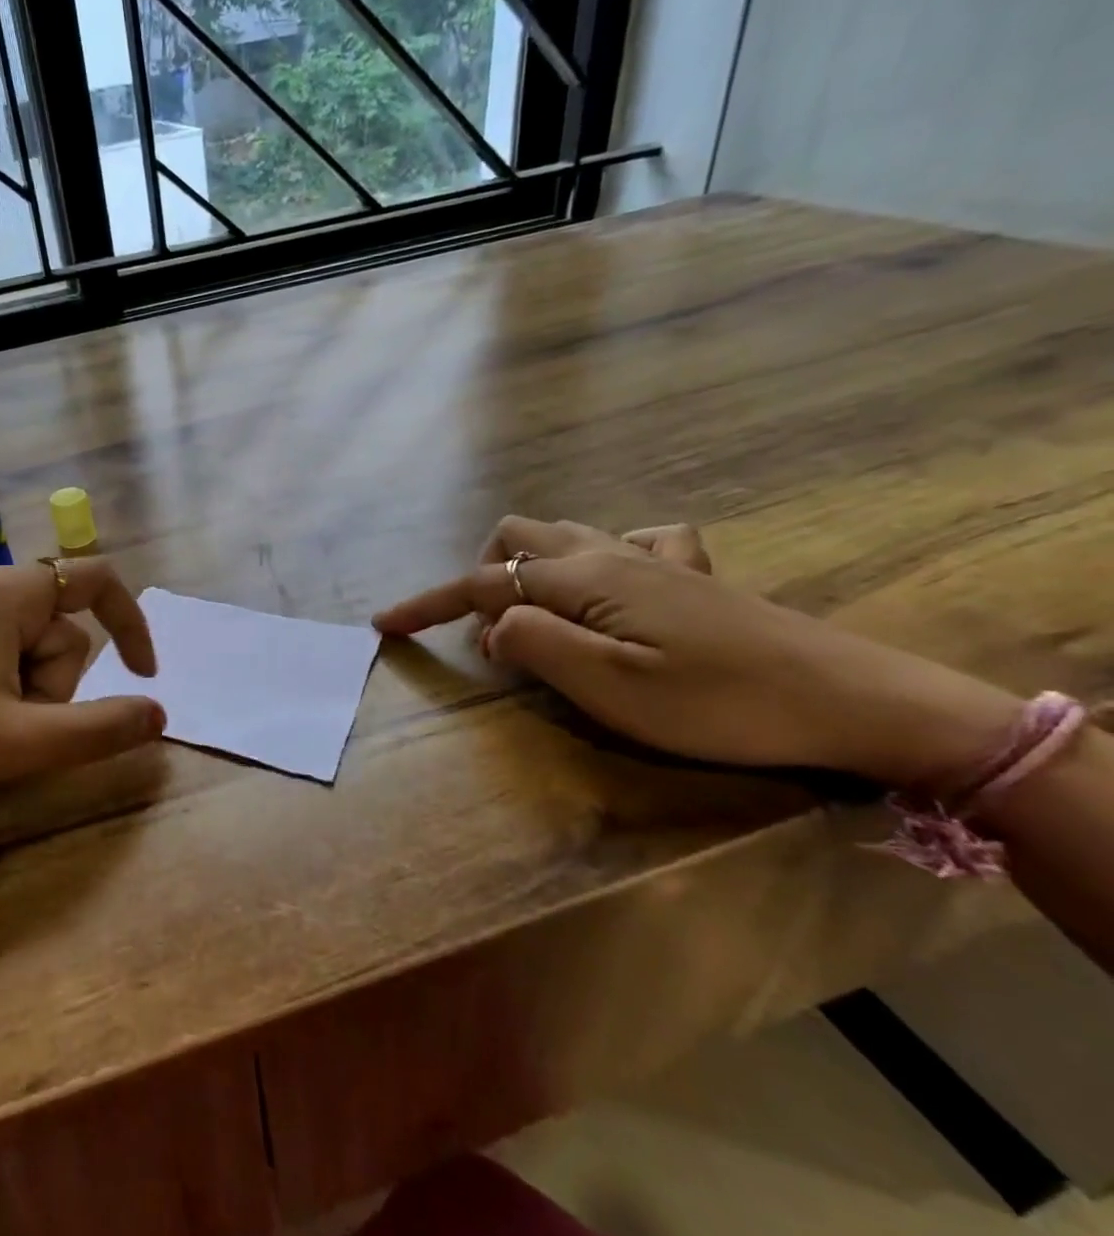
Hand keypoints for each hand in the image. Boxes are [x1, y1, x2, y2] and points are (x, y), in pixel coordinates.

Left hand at [0, 559, 164, 811]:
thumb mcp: (20, 742)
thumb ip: (99, 729)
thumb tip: (158, 712)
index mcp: (9, 593)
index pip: (98, 581)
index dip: (132, 624)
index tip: (142, 675)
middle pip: (58, 626)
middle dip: (52, 682)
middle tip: (8, 725)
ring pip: (23, 640)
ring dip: (22, 687)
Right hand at [373, 516, 1024, 794]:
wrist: (850, 699)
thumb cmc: (719, 703)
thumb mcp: (611, 688)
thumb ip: (535, 643)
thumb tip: (491, 624)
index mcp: (582, 579)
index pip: (481, 582)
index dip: (427, 603)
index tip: (385, 626)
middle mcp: (607, 553)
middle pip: (515, 537)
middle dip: (481, 576)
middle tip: (486, 634)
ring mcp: (652, 557)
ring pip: (562, 533)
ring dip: (528, 565)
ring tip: (533, 614)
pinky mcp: (691, 572)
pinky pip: (630, 539)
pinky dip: (599, 556)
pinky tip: (612, 586)